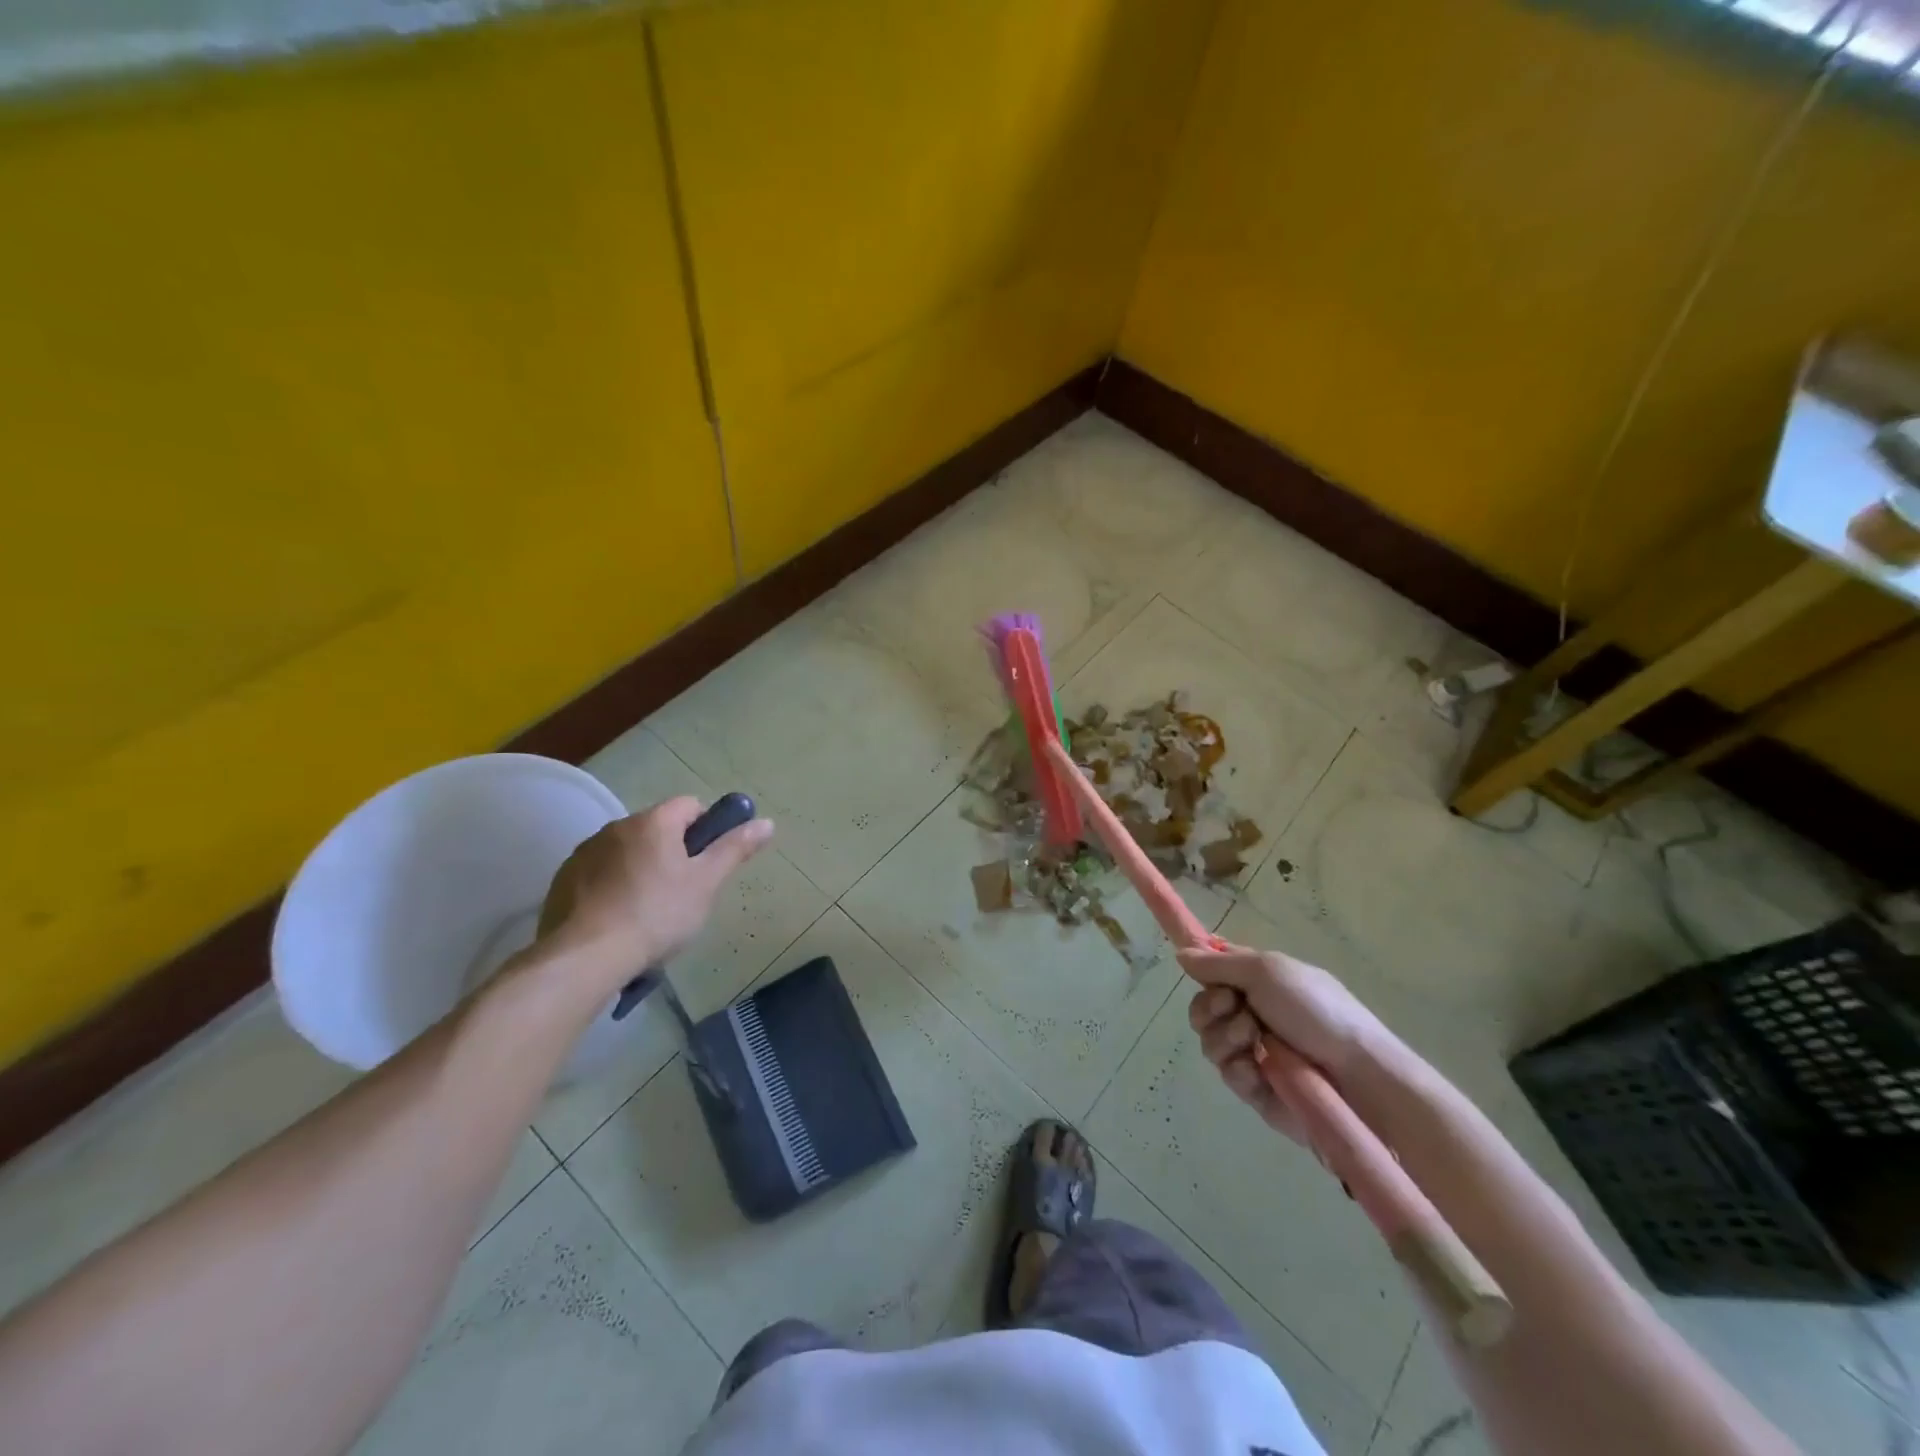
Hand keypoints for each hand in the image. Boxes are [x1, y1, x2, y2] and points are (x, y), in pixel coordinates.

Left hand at [535, 797, 773, 986]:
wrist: (585, 958)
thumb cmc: (657, 914)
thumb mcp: (706, 883)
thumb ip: (735, 849)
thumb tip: (766, 822)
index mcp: (654, 821)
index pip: (690, 805)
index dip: (707, 828)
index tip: (708, 861)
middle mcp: (617, 826)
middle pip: (657, 828)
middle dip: (673, 852)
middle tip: (684, 891)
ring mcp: (585, 852)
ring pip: (627, 850)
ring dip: (641, 868)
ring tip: (648, 910)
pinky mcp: (563, 880)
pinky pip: (599, 872)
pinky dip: (612, 886)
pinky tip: (617, 919)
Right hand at [1179, 942, 1391, 1141]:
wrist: (1358, 1075)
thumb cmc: (1317, 1011)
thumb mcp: (1268, 970)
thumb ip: (1219, 963)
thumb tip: (1180, 954)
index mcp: (1258, 982)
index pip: (1215, 971)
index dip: (1202, 972)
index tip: (1197, 973)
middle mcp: (1250, 1015)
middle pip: (1201, 1008)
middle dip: (1211, 1008)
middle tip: (1235, 1007)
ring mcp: (1253, 1053)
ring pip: (1209, 1042)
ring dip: (1226, 1037)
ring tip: (1254, 1041)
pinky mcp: (1256, 1090)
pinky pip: (1227, 1075)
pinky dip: (1239, 1069)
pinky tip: (1259, 1070)